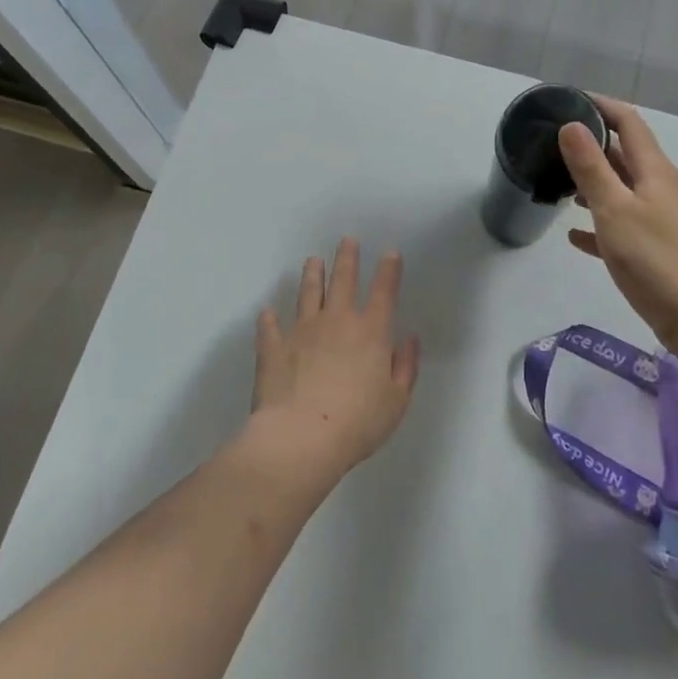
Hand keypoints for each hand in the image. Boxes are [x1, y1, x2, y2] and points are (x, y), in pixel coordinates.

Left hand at [249, 238, 419, 482]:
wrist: (301, 438)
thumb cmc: (358, 423)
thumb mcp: (396, 400)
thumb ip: (406, 366)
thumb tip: (409, 339)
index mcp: (371, 332)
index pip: (384, 292)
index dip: (389, 270)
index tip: (390, 252)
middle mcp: (337, 321)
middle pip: (343, 280)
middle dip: (347, 258)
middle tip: (347, 240)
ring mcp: (302, 331)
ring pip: (308, 293)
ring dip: (312, 275)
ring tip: (313, 260)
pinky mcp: (273, 347)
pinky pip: (270, 327)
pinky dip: (269, 318)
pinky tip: (267, 312)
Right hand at [559, 97, 677, 352]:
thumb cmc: (653, 257)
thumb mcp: (613, 208)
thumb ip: (591, 167)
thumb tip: (572, 125)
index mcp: (653, 170)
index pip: (628, 121)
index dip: (601, 105)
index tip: (568, 100)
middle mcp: (658, 187)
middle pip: (624, 153)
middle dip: (591, 144)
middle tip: (553, 142)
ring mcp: (658, 218)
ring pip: (620, 189)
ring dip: (592, 182)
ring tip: (557, 182)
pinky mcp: (653, 247)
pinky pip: (619, 225)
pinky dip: (597, 224)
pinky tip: (573, 235)